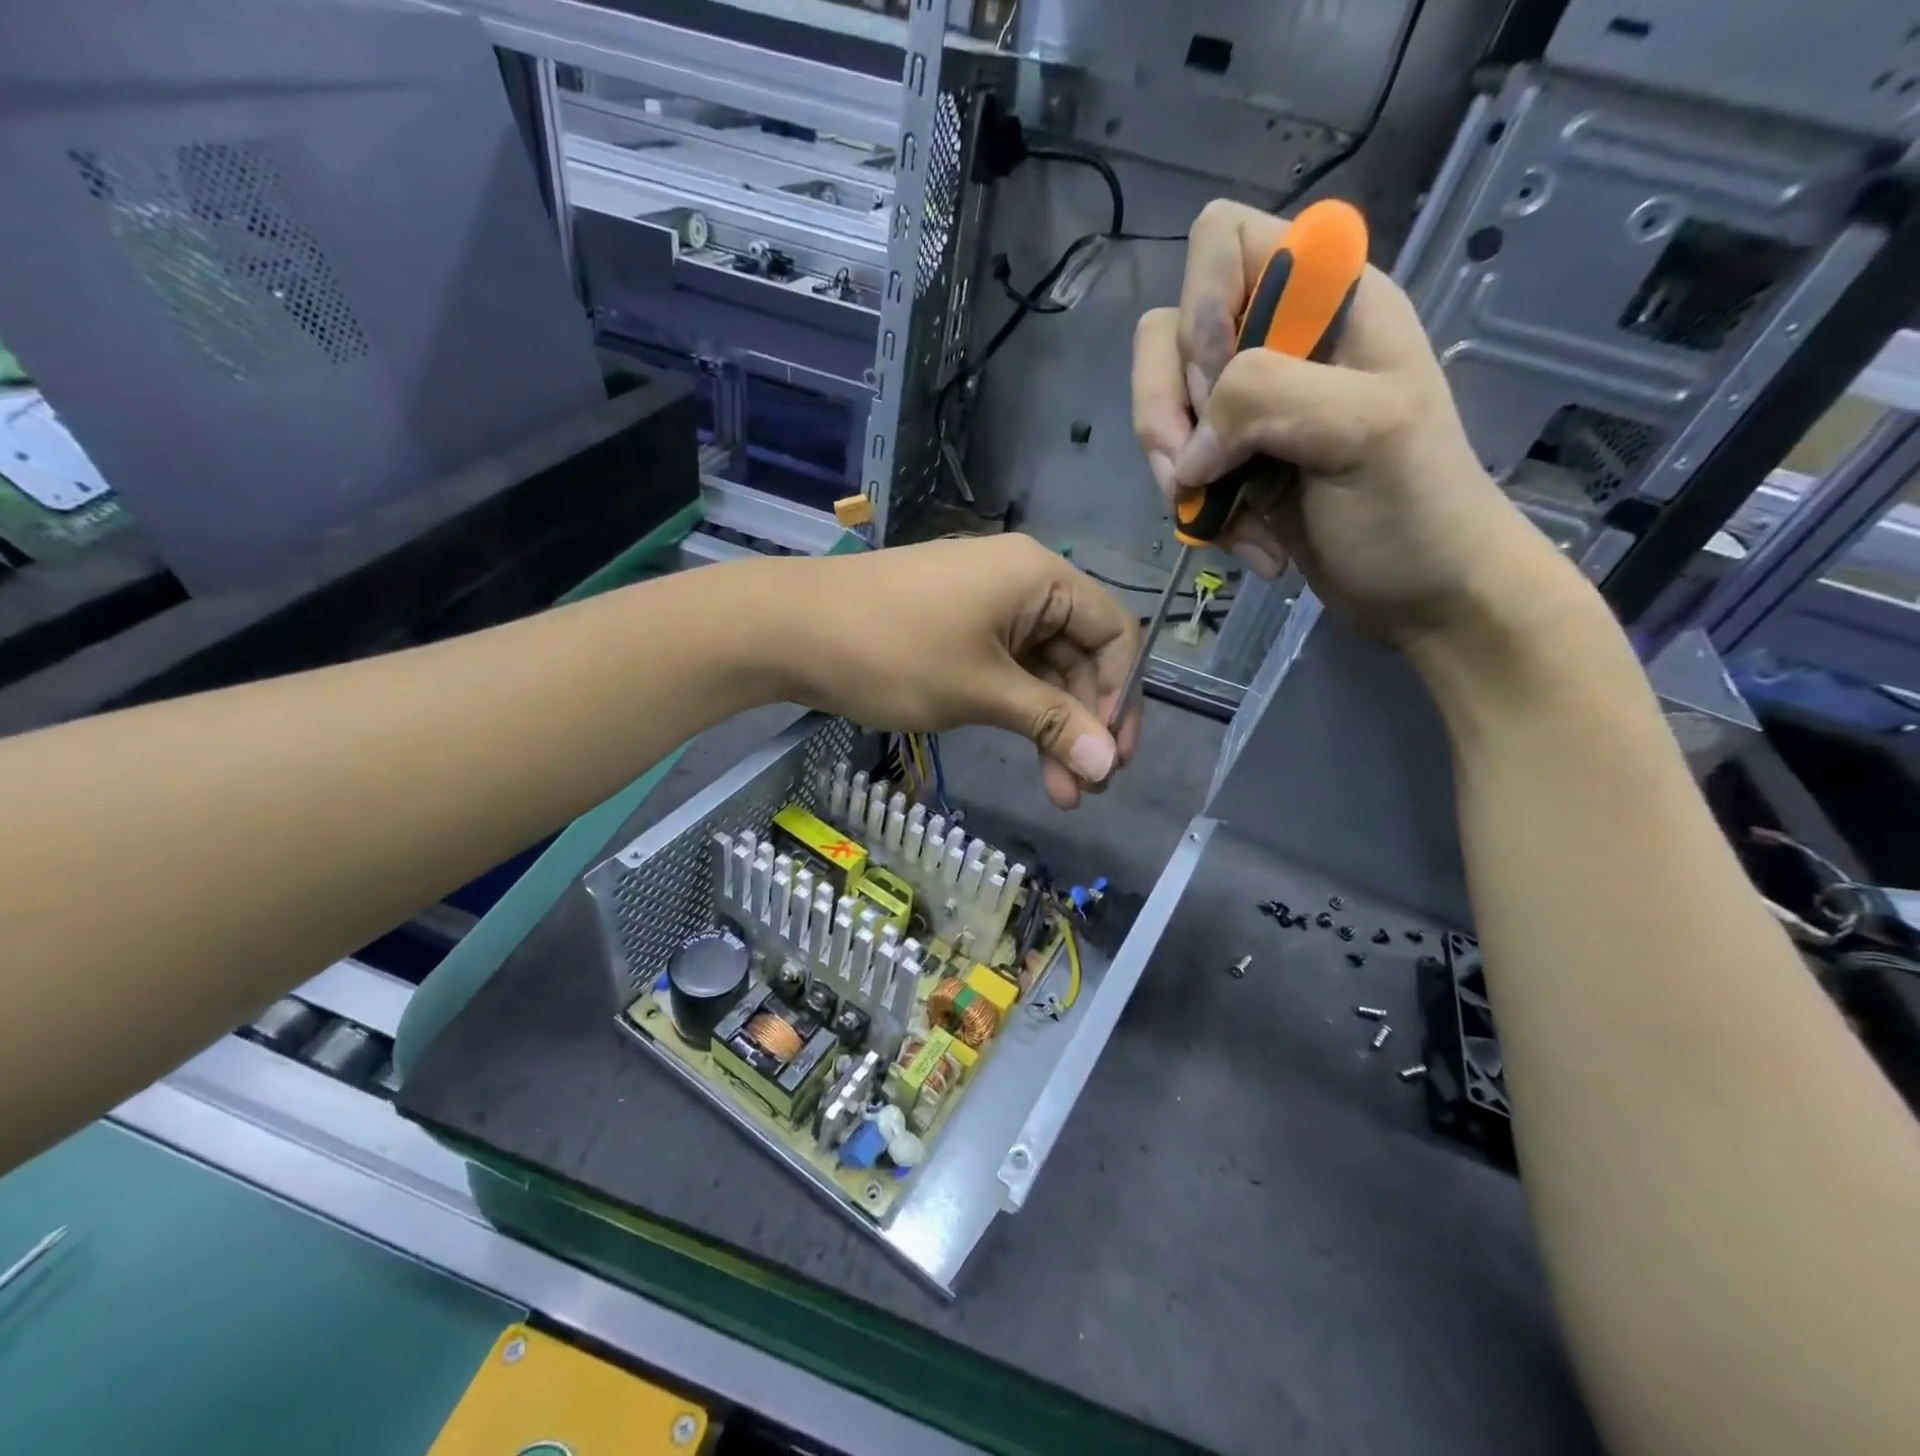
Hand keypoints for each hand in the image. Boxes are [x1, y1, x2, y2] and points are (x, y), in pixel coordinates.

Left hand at [764, 535, 1141, 808]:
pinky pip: (1007, 670)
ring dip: (1053, 728)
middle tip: (1087, 789)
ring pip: (1042, 671)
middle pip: (1080, 655)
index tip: (1111, 757)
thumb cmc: (892, 652)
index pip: (1114, 633)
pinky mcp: (958, 629)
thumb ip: (1050, 722)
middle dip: (1086, 723)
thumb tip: (1106, 763)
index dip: (1121, 697)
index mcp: (1040, 577)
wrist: (789, 630)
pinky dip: (1018, 712)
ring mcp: (987, 606)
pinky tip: (1026, 755)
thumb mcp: (980, 690)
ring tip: (1060, 793)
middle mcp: (1022, 583)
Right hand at [1132, 199, 1542, 646]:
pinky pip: (1178, 467)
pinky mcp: (1233, 463)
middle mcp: (1279, 339)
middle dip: (1167, 409)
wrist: (1426, 594)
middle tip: (1195, 471)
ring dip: (1177, 470)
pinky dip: (1197, 508)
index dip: (1202, 305)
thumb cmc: (1417, 507)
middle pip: (1170, 333)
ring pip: (1163, 407)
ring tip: (1216, 516)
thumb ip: (1270, 397)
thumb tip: (1188, 448)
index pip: (1223, 240)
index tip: (1220, 383)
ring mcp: (1250, 407)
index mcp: (1327, 298)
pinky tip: (1245, 540)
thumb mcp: (1365, 428)